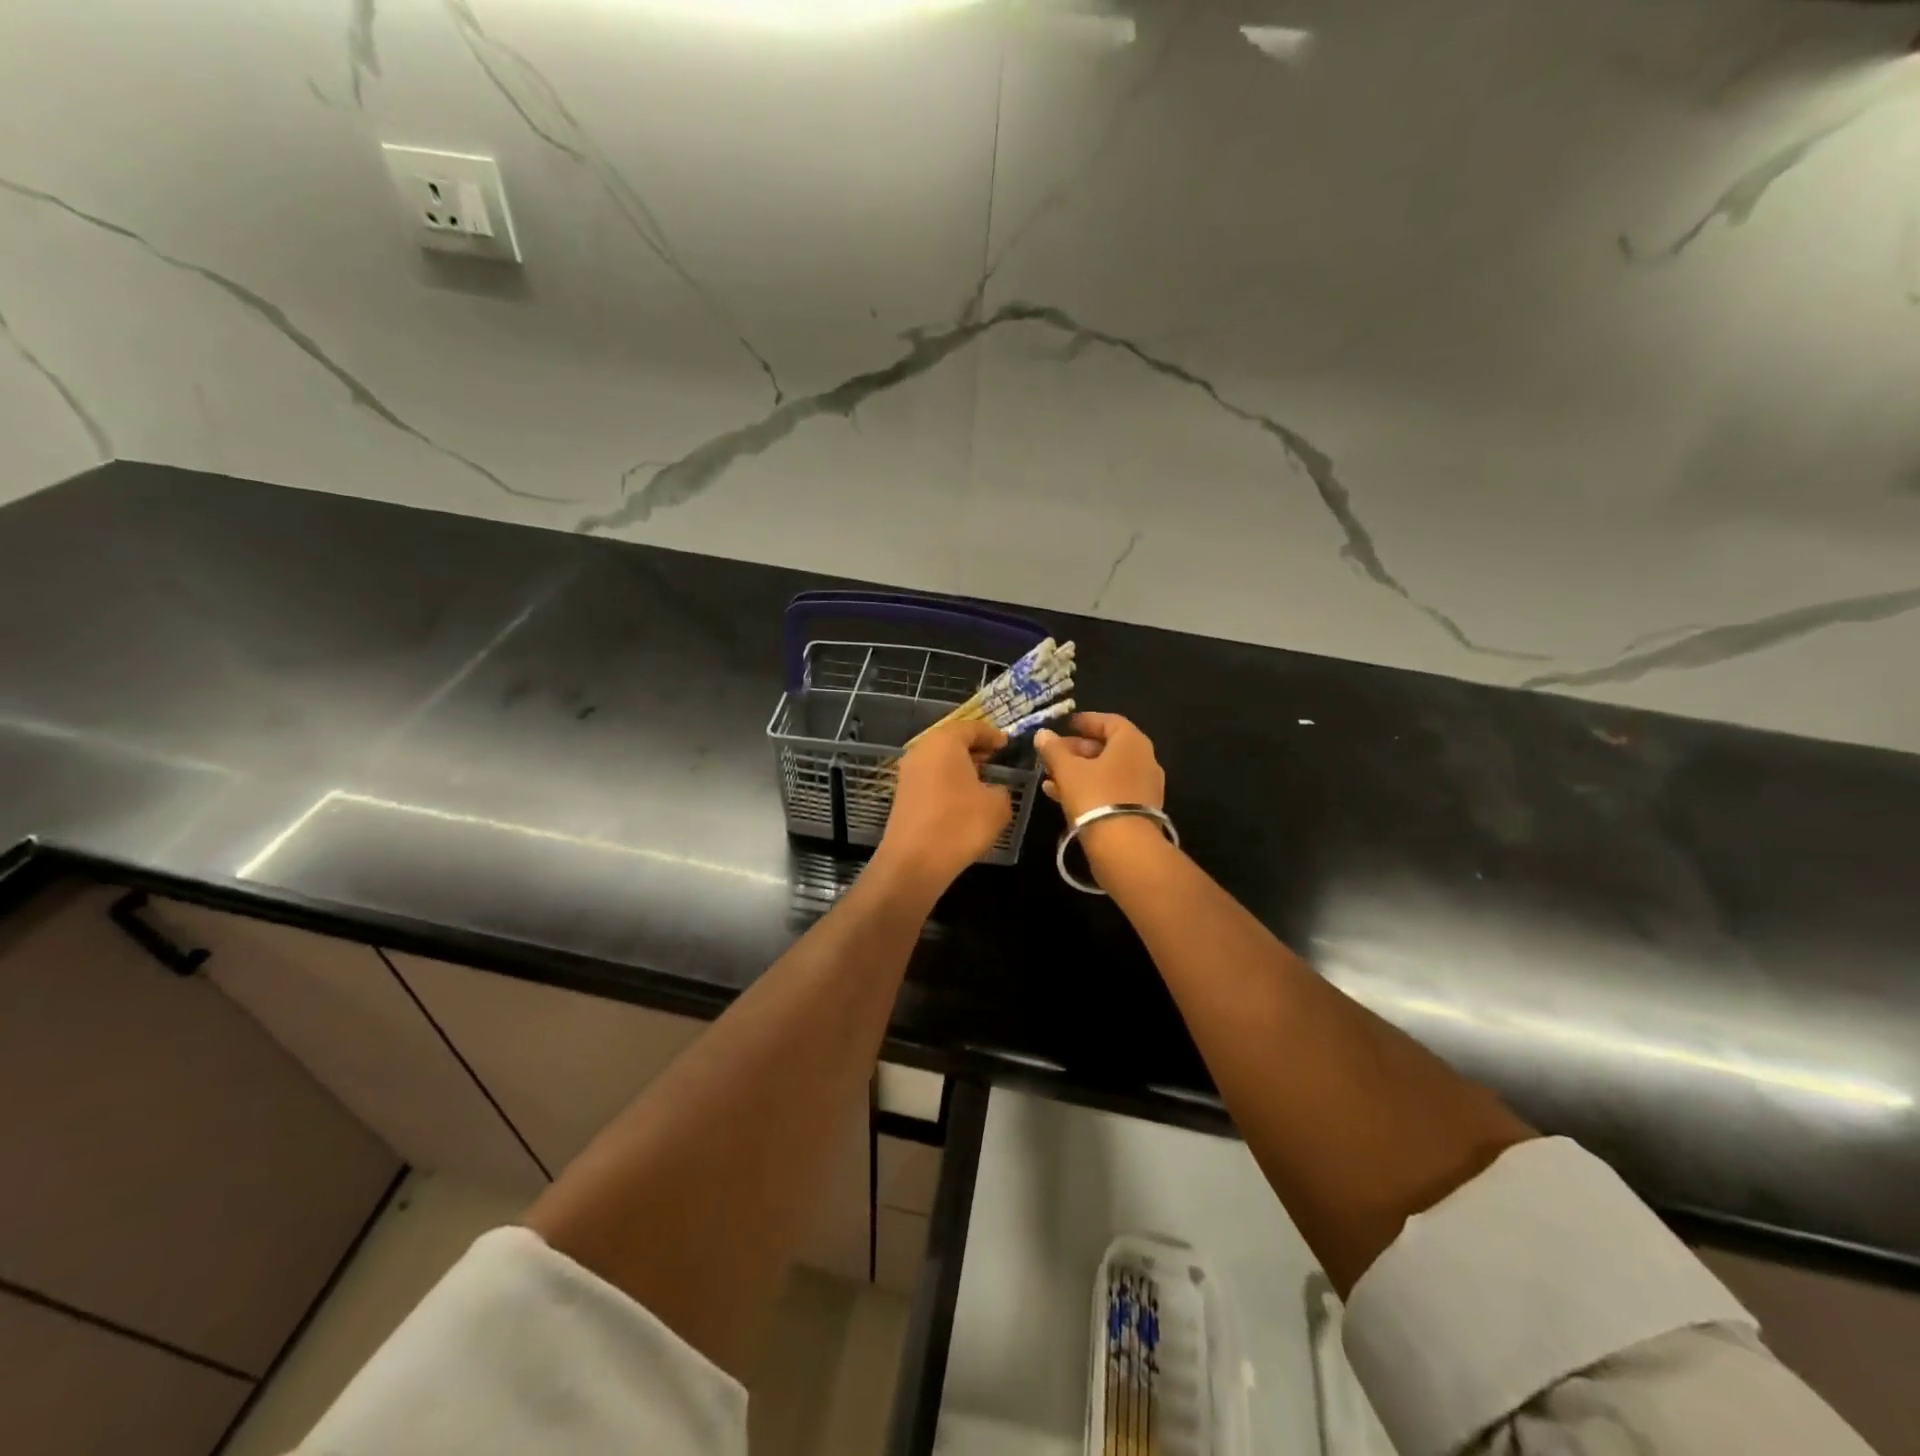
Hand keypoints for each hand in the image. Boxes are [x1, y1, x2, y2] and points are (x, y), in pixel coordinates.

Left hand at [875, 719, 1012, 895]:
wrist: (914, 862)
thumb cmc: (960, 824)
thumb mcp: (997, 805)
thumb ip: (1001, 789)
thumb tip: (993, 789)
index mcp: (944, 742)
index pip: (971, 727)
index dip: (991, 734)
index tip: (1006, 743)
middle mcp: (921, 750)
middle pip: (950, 740)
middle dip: (974, 748)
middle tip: (995, 757)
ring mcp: (907, 773)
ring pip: (938, 760)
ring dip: (959, 766)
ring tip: (982, 778)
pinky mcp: (902, 795)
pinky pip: (930, 778)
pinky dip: (947, 781)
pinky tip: (963, 798)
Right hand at [1034, 712, 1164, 819]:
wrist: (1124, 847)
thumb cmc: (1095, 796)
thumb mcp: (1068, 770)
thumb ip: (1054, 749)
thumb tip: (1043, 734)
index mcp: (1132, 742)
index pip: (1109, 721)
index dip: (1085, 721)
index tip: (1065, 725)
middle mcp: (1144, 760)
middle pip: (1107, 747)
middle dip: (1077, 749)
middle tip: (1053, 753)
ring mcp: (1143, 787)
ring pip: (1107, 771)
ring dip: (1079, 771)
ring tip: (1050, 776)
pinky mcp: (1138, 810)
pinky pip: (1110, 790)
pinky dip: (1088, 788)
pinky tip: (1060, 795)